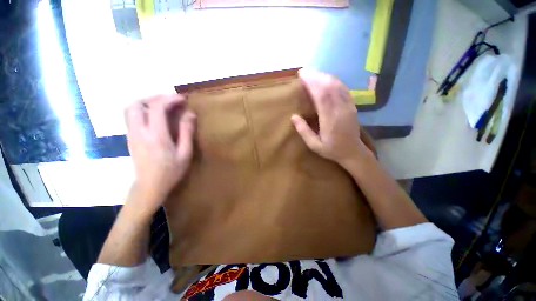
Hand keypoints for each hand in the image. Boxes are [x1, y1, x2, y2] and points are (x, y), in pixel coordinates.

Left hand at [125, 94, 195, 208]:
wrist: (149, 186)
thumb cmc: (171, 172)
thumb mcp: (185, 153)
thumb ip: (187, 132)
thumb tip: (190, 114)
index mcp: (156, 136)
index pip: (157, 108)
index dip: (170, 99)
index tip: (182, 99)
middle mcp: (139, 132)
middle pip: (137, 104)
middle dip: (154, 98)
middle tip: (170, 102)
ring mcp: (131, 135)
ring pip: (130, 109)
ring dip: (146, 103)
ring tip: (163, 107)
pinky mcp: (130, 138)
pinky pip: (131, 117)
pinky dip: (143, 111)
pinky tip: (155, 117)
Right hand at [291, 70, 370, 166]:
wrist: (353, 152)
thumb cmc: (331, 150)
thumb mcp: (314, 145)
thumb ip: (304, 131)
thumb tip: (293, 116)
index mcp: (330, 119)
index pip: (321, 95)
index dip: (312, 83)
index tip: (301, 75)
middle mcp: (340, 109)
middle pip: (329, 86)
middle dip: (316, 76)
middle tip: (304, 72)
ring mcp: (348, 106)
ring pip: (337, 85)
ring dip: (324, 76)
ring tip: (313, 74)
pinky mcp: (352, 105)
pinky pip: (343, 89)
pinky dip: (333, 81)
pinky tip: (326, 79)